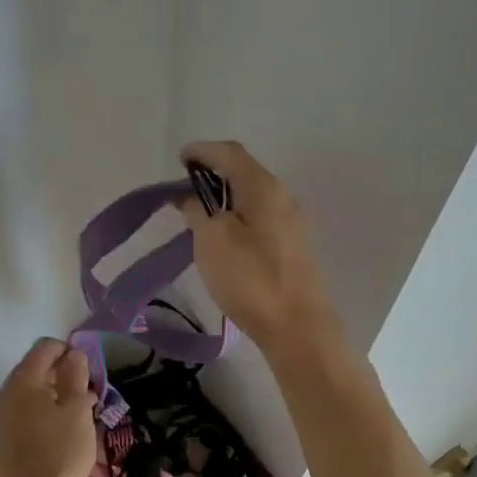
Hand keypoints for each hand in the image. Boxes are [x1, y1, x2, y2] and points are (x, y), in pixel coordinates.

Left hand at [0, 339, 97, 476]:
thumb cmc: (63, 450)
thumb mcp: (77, 408)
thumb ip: (75, 375)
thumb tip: (74, 354)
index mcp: (22, 380)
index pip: (44, 347)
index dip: (68, 350)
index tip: (89, 368)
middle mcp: (5, 391)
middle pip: (35, 366)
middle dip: (63, 371)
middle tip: (88, 388)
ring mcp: (2, 413)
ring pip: (32, 388)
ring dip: (56, 390)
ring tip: (82, 407)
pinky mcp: (5, 432)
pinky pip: (26, 407)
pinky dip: (45, 406)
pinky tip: (65, 422)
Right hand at [178, 140, 342, 357]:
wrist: (296, 325)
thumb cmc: (250, 277)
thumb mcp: (211, 240)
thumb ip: (198, 211)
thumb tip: (193, 199)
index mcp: (263, 187)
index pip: (230, 153)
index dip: (202, 151)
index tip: (180, 158)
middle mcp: (282, 196)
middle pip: (244, 172)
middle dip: (213, 174)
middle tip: (185, 188)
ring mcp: (291, 222)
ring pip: (252, 197)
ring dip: (225, 197)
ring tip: (199, 213)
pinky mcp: (292, 247)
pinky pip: (259, 218)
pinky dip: (237, 216)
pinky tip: (224, 236)